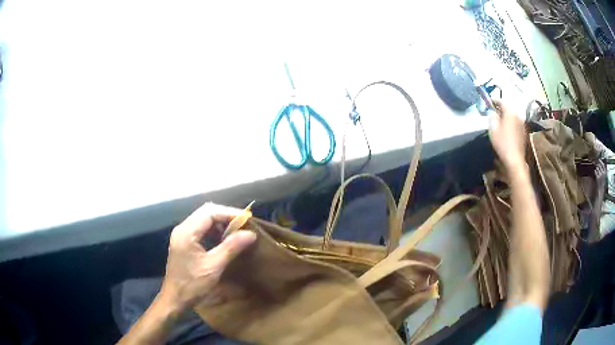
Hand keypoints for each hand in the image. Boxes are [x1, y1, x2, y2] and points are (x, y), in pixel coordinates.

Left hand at [158, 203, 256, 312]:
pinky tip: (224, 240)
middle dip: (225, 216)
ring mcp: (182, 235)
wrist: (175, 299)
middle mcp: (182, 229)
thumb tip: (250, 233)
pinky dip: (214, 230)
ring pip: (203, 219)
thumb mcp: (214, 267)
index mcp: (187, 232)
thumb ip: (231, 247)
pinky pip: (201, 229)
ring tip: (236, 232)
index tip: (247, 220)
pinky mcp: (184, 242)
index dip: (229, 213)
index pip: (209, 212)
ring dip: (220, 223)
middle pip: (206, 212)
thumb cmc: (193, 285)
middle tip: (243, 225)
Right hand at [489, 100, 526, 168]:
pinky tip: (506, 130)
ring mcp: (522, 124)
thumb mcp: (493, 129)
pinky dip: (510, 124)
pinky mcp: (524, 132)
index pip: (501, 101)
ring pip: (512, 116)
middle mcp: (518, 115)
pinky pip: (515, 124)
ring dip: (506, 117)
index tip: (488, 102)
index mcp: (510, 112)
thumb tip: (492, 112)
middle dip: (500, 110)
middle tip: (493, 113)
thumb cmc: (503, 143)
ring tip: (500, 122)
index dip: (494, 101)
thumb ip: (492, 117)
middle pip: (508, 109)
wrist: (514, 160)